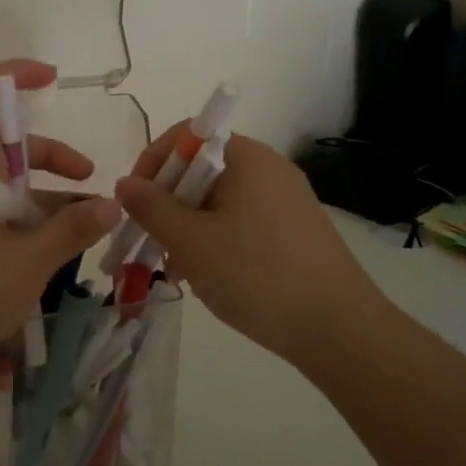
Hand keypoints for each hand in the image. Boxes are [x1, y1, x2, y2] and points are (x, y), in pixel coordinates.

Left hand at [0, 59, 121, 406]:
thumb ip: (73, 229)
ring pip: (7, 189)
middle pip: (7, 146)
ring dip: (47, 200)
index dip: (13, 75)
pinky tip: (53, 261)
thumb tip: (113, 204)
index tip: (51, 79)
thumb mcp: (30, 261)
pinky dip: (29, 229)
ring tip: (86, 232)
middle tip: (89, 180)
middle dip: (52, 155)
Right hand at [113, 129, 375, 361]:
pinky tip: (211, 277)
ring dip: (190, 227)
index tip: (135, 202)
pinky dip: (218, 240)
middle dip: (169, 203)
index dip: (153, 162)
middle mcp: (270, 169)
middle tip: (152, 242)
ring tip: (179, 269)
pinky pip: (243, 221)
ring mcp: (287, 200)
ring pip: (220, 201)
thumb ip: (151, 207)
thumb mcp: (190, 241)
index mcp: (247, 157)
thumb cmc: (256, 274)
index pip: (187, 135)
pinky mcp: (297, 231)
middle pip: (202, 169)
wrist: (339, 330)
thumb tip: (125, 182)